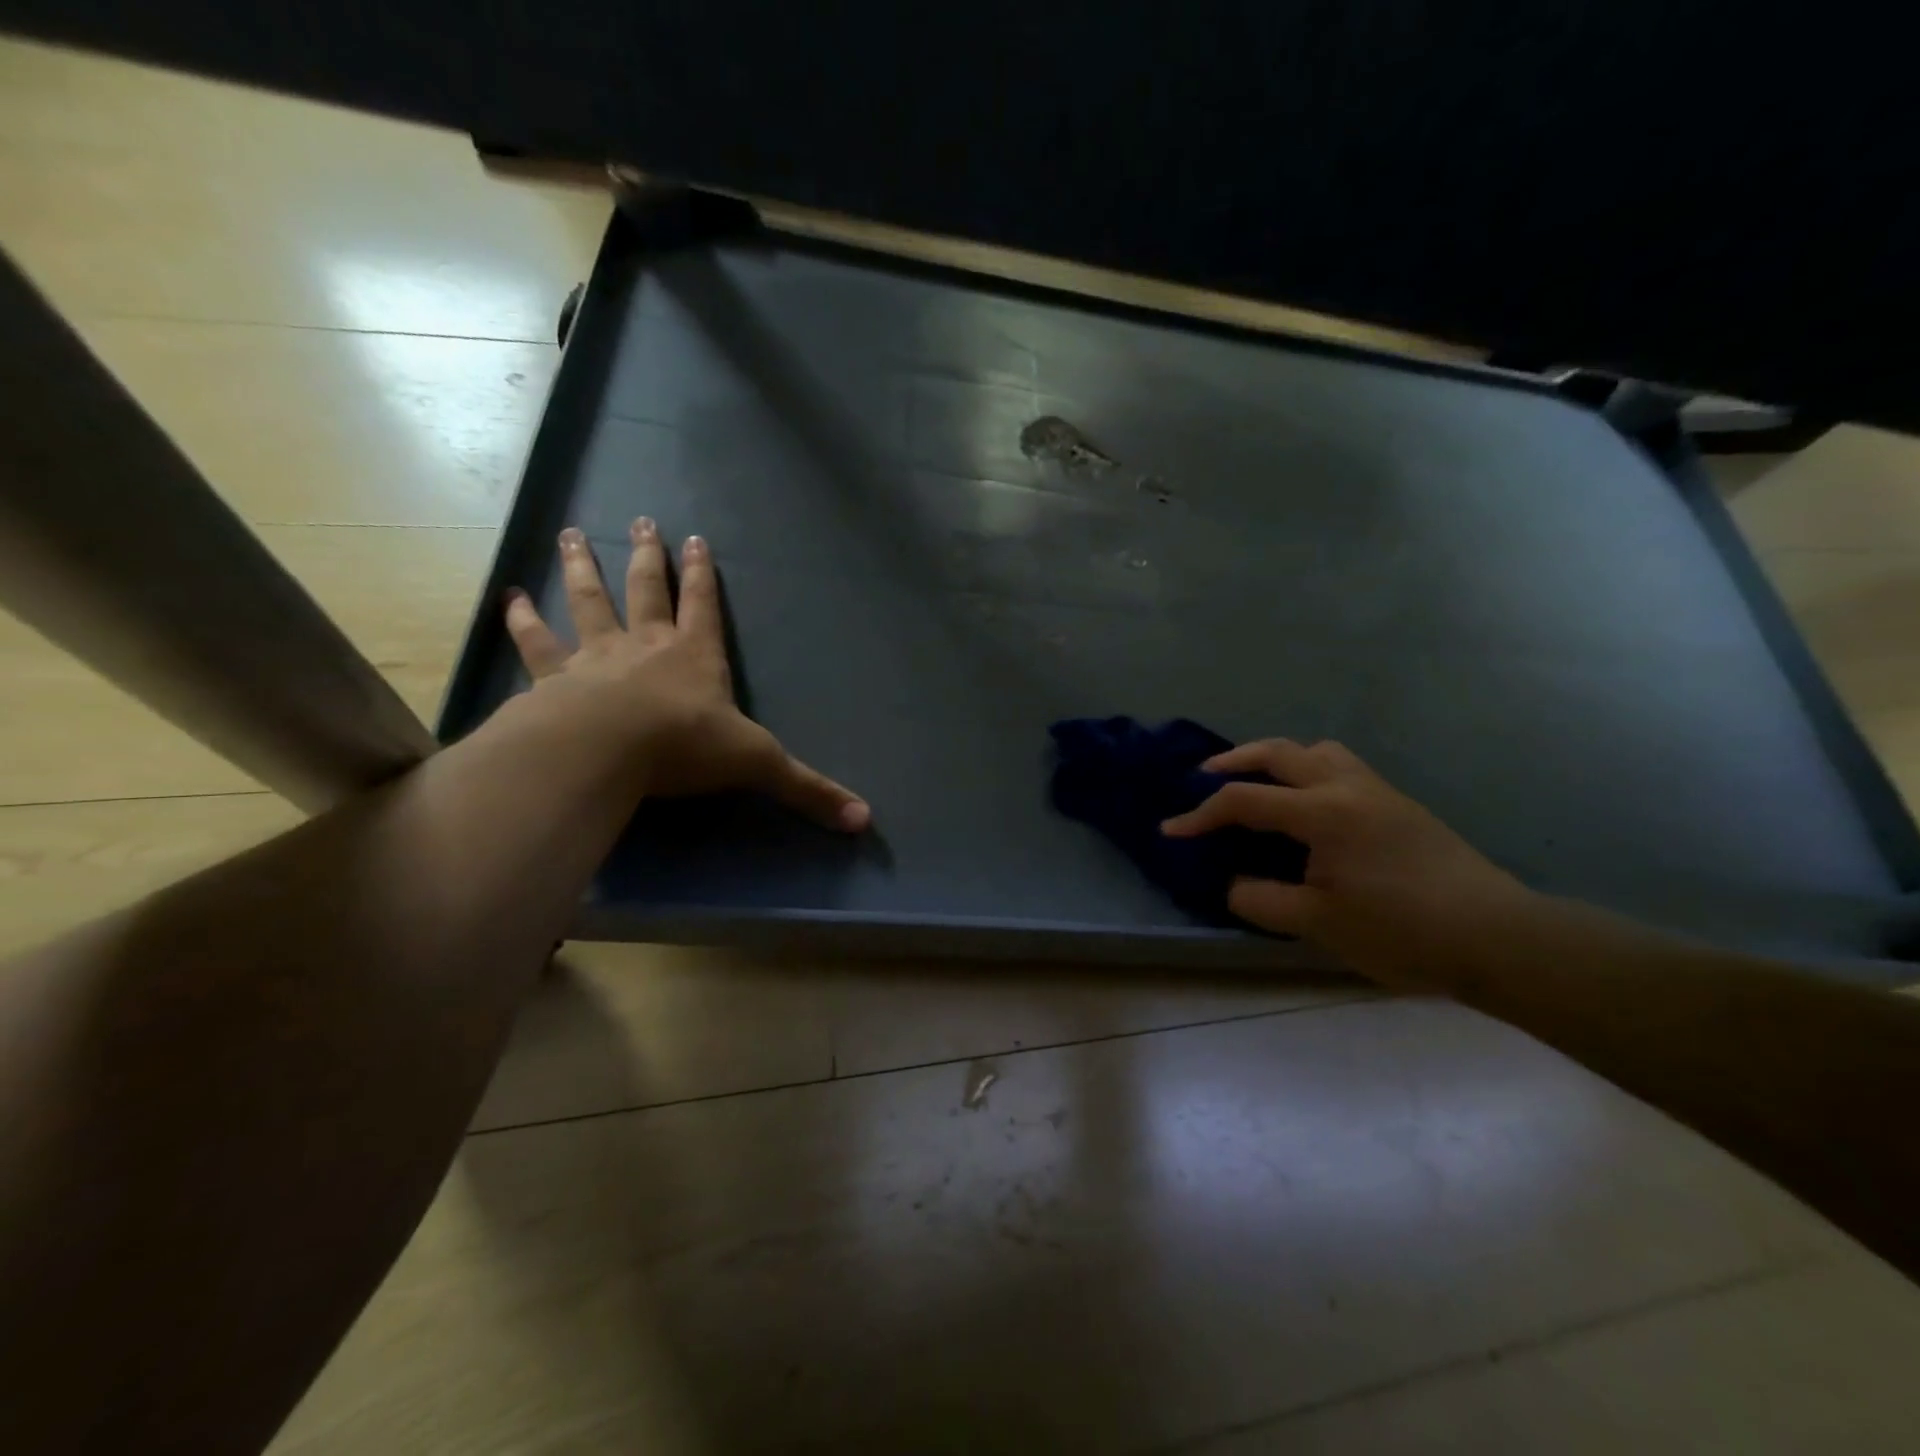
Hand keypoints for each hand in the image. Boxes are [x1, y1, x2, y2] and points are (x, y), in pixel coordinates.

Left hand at [504, 520, 869, 831]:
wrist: (605, 751)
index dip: (702, 574)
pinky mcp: (554, 680)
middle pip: (647, 590)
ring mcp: (595, 658)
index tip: (695, 537)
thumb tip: (864, 820)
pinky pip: (536, 645)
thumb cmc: (684, 747)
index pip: (703, 606)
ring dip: (582, 570)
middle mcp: (645, 646)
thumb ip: (807, 790)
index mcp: (695, 657)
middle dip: (646, 557)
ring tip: (570, 537)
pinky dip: (522, 623)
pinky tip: (508, 600)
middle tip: (640, 521)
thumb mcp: (758, 766)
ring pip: (589, 603)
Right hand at [1160, 739, 1531, 987]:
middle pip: (1280, 752)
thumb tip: (1232, 885)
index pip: (1245, 801)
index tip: (1171, 832)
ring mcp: (1379, 791)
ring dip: (1279, 759)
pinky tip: (1308, 809)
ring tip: (1259, 783)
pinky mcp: (1399, 805)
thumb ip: (1260, 900)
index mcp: (1323, 812)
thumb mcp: (1317, 924)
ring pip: (1318, 751)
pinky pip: (1342, 768)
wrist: (1498, 938)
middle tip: (1203, 778)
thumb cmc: (1402, 931)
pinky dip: (1309, 772)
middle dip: (1234, 761)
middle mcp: (1348, 787)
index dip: (1201, 816)